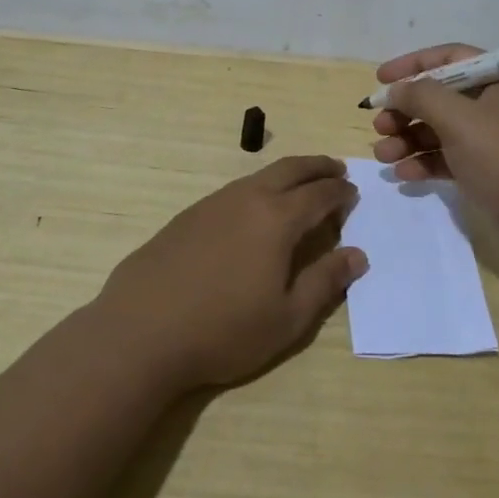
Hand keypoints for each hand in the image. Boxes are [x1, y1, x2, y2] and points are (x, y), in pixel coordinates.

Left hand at [92, 156, 367, 389]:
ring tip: (299, 185)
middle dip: (317, 166)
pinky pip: (234, 190)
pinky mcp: (187, 216)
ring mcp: (212, 203)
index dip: (340, 193)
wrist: (141, 331)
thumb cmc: (223, 330)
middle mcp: (246, 199)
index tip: (353, 193)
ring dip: (286, 175)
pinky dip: (257, 189)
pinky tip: (253, 210)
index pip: (319, 194)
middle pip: (290, 169)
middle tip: (336, 169)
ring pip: (259, 176)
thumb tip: (357, 255)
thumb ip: (325, 282)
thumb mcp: (288, 318)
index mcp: (277, 219)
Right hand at [370, 44, 498, 267]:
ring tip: (382, 154)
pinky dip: (427, 163)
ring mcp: (496, 140)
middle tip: (379, 125)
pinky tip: (403, 175)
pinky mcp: (491, 172)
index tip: (380, 80)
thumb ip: (422, 97)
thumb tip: (396, 89)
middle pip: (442, 97)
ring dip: (410, 139)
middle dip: (406, 110)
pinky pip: (451, 158)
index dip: (413, 65)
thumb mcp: (461, 121)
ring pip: (442, 130)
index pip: (451, 58)